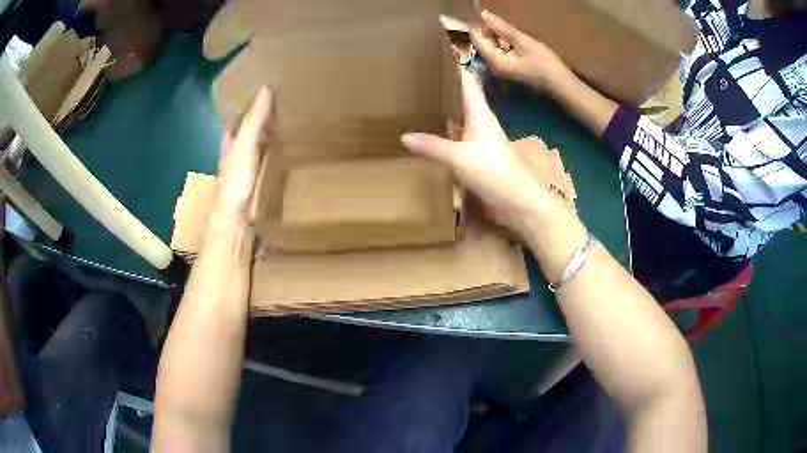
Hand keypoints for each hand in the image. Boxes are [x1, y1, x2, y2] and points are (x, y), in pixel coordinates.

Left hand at [214, 86, 273, 226]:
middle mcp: (236, 146)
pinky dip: (273, 142)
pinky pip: (265, 151)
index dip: (252, 98)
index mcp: (231, 137)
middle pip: (249, 123)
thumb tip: (266, 88)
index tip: (269, 84)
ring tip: (289, 112)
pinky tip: (284, 141)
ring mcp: (245, 161)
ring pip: (258, 137)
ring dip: (269, 126)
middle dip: (263, 110)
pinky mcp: (255, 174)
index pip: (240, 111)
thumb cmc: (236, 179)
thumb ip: (254, 120)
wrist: (236, 216)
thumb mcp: (245, 145)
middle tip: (285, 95)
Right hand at [401, 68, 560, 236]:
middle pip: (463, 94)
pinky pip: (458, 133)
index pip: (467, 80)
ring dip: (446, 103)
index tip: (443, 46)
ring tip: (424, 95)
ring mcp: (480, 138)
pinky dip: (445, 126)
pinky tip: (433, 129)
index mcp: (481, 114)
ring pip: (460, 113)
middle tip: (424, 70)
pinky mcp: (478, 154)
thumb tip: (404, 136)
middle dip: (447, 81)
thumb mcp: (461, 159)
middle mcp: (480, 122)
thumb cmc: (496, 174)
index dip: (456, 63)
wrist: (520, 202)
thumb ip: (433, 146)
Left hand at [471, 11, 572, 93]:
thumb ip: (503, 28)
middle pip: (484, 44)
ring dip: (500, 38)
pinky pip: (501, 53)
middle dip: (492, 32)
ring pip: (493, 48)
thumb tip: (484, 15)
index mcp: (495, 62)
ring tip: (514, 33)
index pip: (477, 40)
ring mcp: (501, 70)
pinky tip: (517, 42)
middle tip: (509, 27)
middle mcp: (493, 68)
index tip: (496, 20)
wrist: (561, 85)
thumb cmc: (545, 64)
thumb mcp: (524, 42)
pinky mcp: (510, 70)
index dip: (482, 27)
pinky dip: (506, 45)